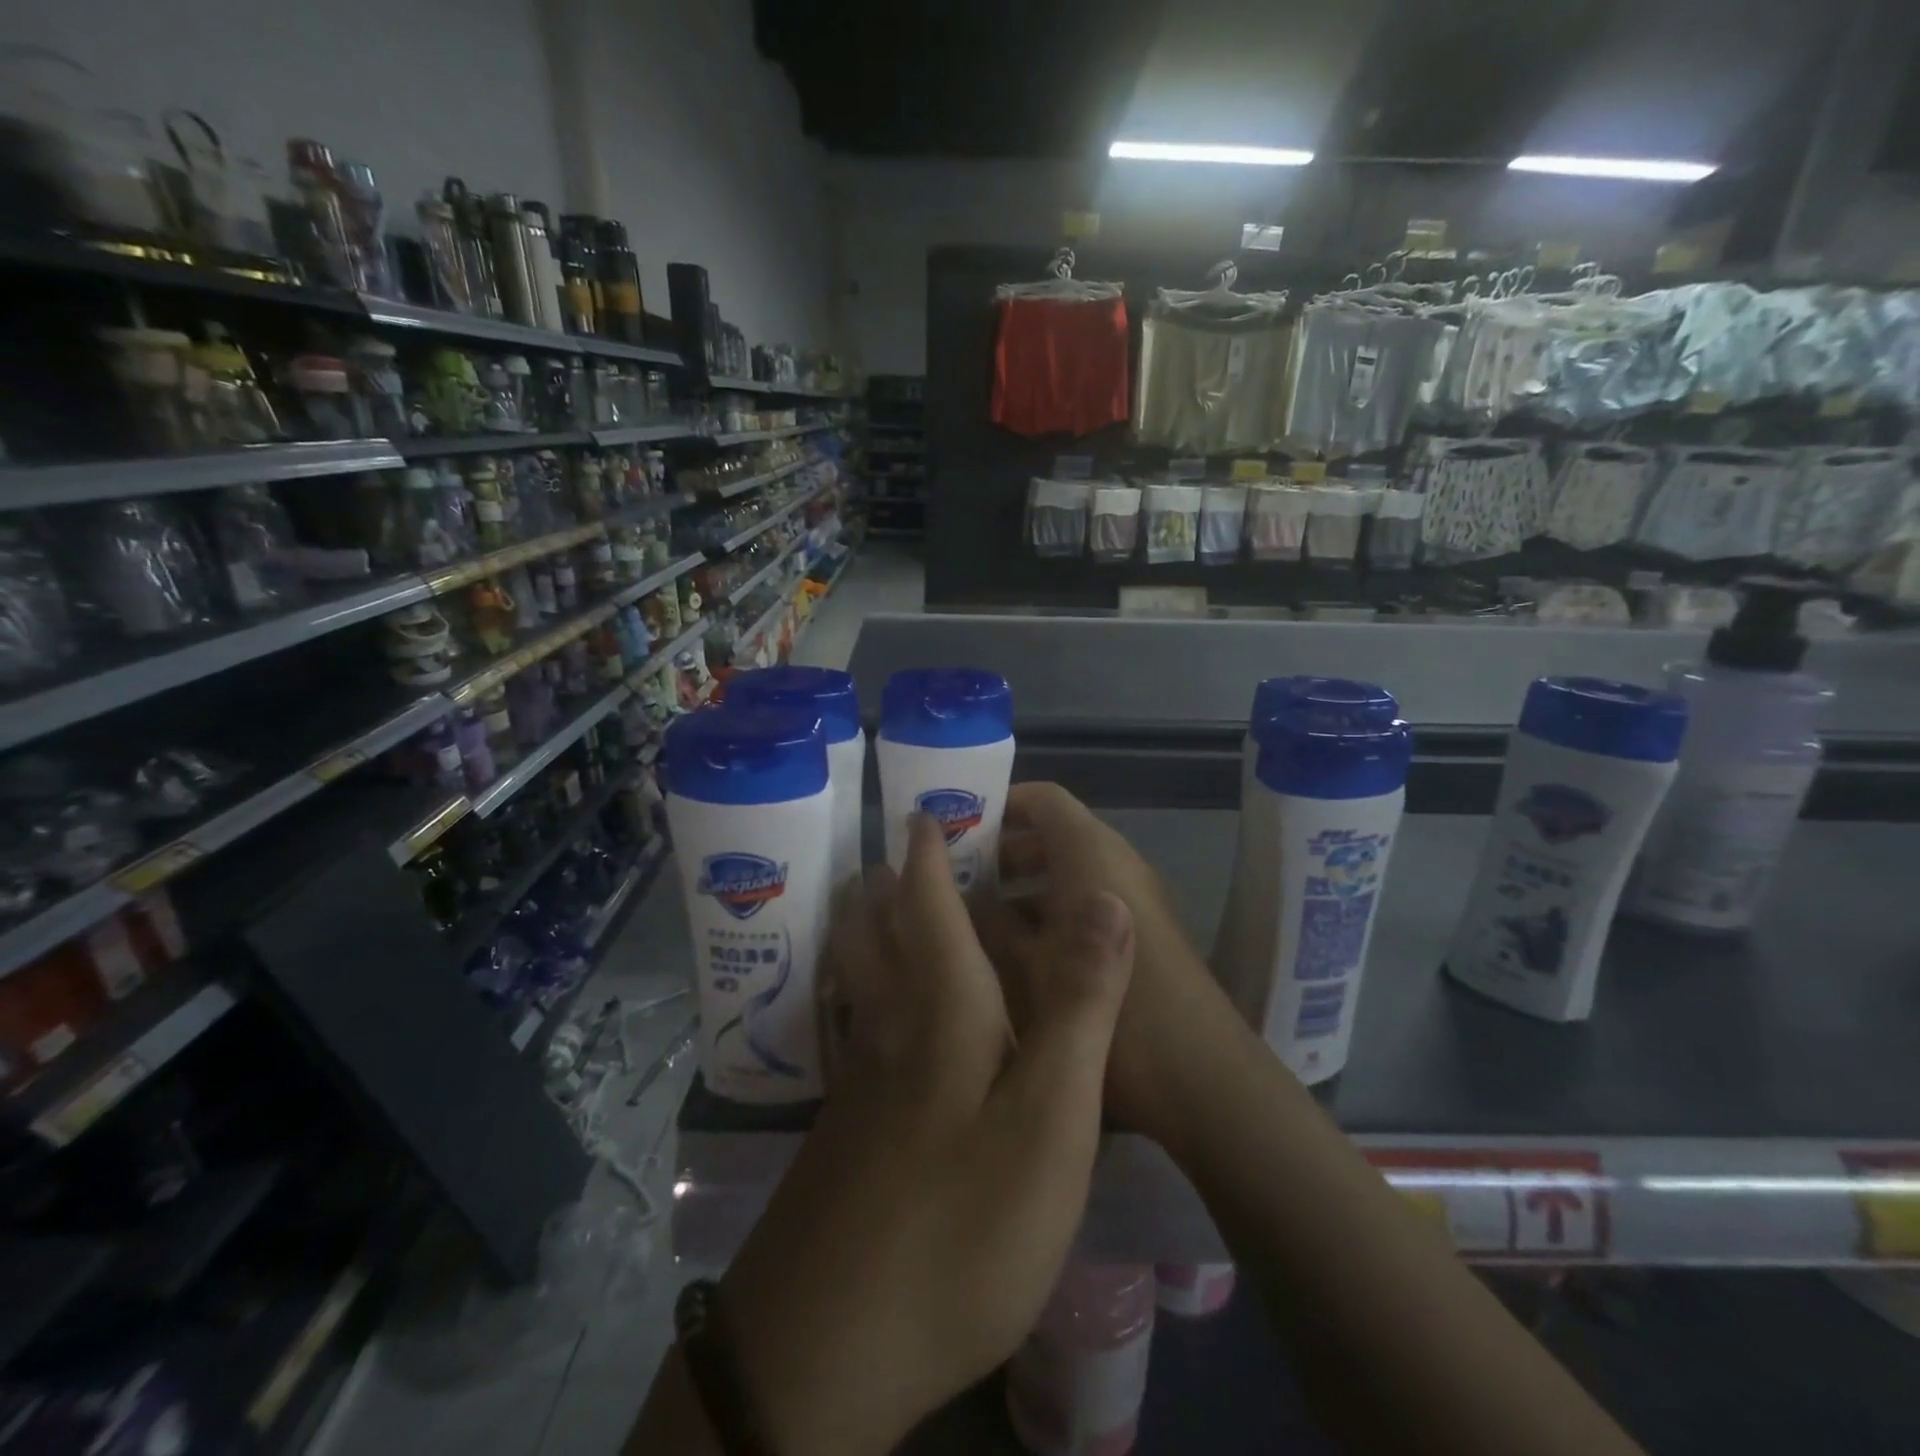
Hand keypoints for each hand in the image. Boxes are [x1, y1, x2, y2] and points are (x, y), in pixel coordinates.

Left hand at [714, 812, 1134, 1455]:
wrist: (829, 1345)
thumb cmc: (961, 1222)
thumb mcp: (1049, 1118)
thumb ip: (1080, 1005)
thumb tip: (1105, 899)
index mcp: (940, 1007)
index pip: (928, 901)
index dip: (928, 849)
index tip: (923, 807)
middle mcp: (888, 1025)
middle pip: (873, 929)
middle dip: (885, 880)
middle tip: (901, 845)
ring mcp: (856, 1078)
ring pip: (854, 975)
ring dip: (863, 927)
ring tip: (878, 901)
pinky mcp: (846, 1124)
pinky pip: (852, 1021)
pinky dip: (860, 986)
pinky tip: (871, 1008)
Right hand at [980, 783, 1256, 1151]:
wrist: (1198, 1074)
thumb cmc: (1105, 1005)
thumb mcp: (1027, 967)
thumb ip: (989, 924)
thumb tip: (958, 897)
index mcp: (1090, 852)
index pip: (1042, 799)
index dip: (998, 805)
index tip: (954, 829)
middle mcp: (1113, 864)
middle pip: (1051, 836)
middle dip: (999, 853)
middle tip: (949, 879)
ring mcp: (1128, 902)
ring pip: (1064, 876)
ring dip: (1019, 889)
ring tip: (967, 919)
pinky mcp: (1135, 937)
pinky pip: (1081, 907)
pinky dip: (1045, 917)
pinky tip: (1010, 956)